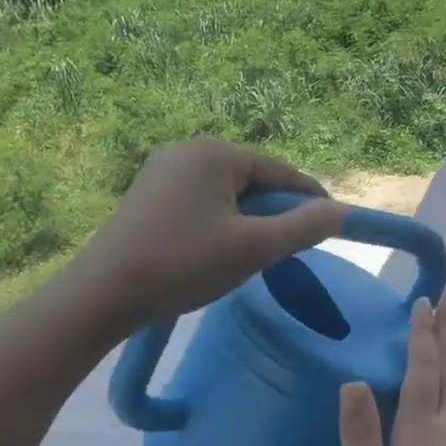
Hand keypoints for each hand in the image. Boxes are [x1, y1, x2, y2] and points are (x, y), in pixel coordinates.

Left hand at [71, 137, 346, 334]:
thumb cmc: (183, 265)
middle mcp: (188, 149)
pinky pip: (201, 201)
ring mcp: (162, 170)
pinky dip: (220, 222)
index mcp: (215, 153)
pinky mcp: (147, 194)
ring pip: (227, 193)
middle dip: (275, 213)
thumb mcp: (253, 248)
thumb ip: (303, 227)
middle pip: (253, 179)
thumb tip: (343, 212)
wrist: (102, 295)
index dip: (310, 201)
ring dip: (248, 220)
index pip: (281, 171)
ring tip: (252, 256)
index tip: (330, 230)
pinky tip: (217, 252)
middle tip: (287, 251)